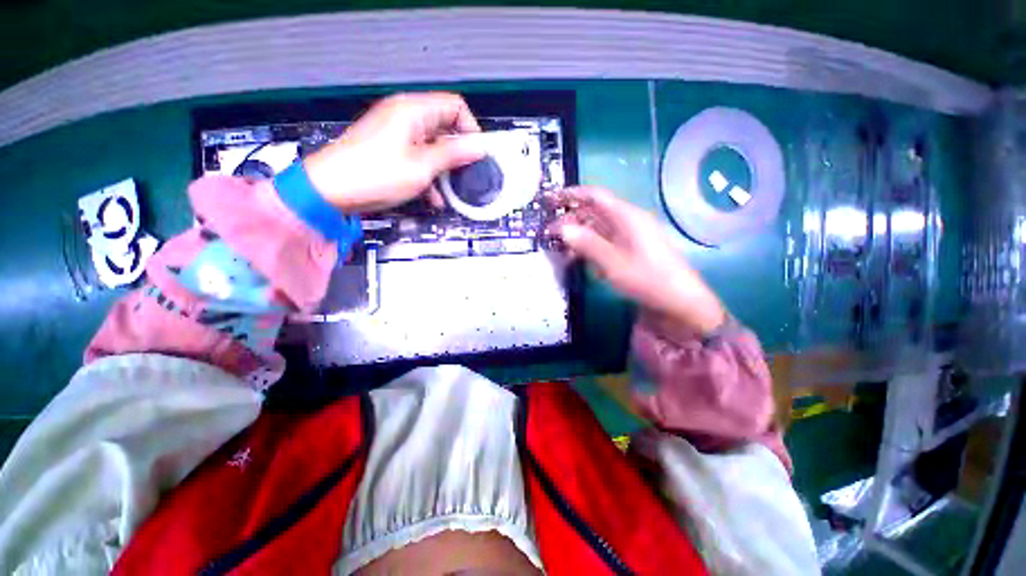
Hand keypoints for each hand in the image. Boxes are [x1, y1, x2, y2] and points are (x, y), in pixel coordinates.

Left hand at [303, 92, 485, 212]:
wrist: (331, 190)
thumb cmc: (372, 175)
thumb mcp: (422, 166)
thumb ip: (453, 154)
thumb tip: (478, 147)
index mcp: (413, 111)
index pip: (455, 107)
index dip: (471, 130)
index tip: (478, 154)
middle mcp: (405, 117)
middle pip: (445, 128)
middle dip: (458, 153)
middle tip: (466, 175)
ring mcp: (397, 133)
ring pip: (434, 146)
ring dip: (444, 168)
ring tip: (450, 190)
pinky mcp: (391, 150)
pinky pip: (419, 157)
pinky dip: (429, 174)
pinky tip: (433, 195)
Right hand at [553, 186, 726, 334]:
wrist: (679, 302)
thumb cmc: (647, 279)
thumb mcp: (613, 263)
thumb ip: (586, 244)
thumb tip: (562, 229)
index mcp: (627, 216)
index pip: (595, 196)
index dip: (571, 194)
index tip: (550, 199)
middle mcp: (629, 221)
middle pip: (595, 212)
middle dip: (571, 220)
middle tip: (550, 233)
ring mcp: (631, 236)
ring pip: (599, 229)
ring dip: (579, 236)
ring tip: (562, 249)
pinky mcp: (631, 250)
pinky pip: (606, 242)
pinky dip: (591, 248)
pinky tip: (582, 261)